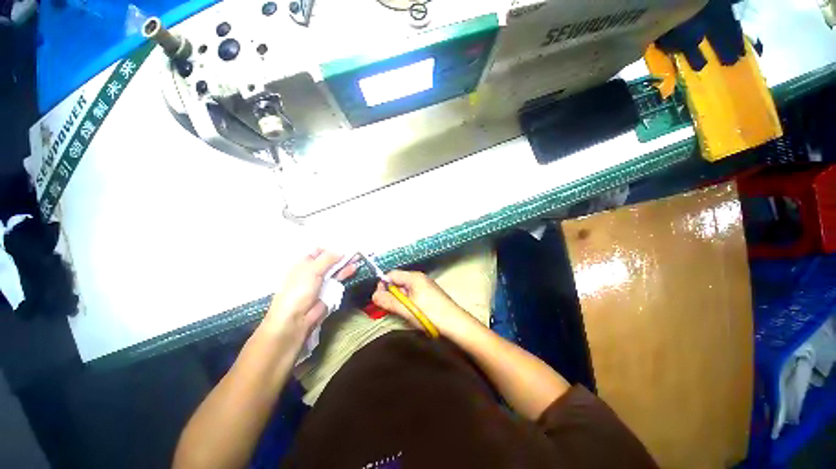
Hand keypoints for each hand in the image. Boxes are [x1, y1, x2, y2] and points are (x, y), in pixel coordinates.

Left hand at [264, 249, 356, 340]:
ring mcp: (321, 281)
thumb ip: (328, 259)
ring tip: (357, 258)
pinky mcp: (329, 291)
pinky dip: (346, 273)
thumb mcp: (312, 270)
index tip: (343, 245)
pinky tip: (354, 268)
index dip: (330, 248)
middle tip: (355, 250)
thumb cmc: (299, 290)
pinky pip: (339, 279)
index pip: (317, 251)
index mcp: (303, 263)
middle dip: (341, 255)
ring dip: (345, 263)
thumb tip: (341, 251)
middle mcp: (313, 271)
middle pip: (329, 260)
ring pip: (335, 269)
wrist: (297, 318)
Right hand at [372, 270, 481, 338]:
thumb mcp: (407, 309)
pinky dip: (408, 302)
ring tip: (401, 312)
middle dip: (391, 294)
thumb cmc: (430, 314)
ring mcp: (426, 286)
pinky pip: (413, 294)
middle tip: (389, 309)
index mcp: (414, 277)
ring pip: (405, 289)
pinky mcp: (430, 294)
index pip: (391, 274)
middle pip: (398, 281)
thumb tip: (373, 296)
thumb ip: (389, 302)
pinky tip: (411, 312)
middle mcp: (420, 278)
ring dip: (399, 300)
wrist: (456, 324)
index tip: (379, 299)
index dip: (382, 285)